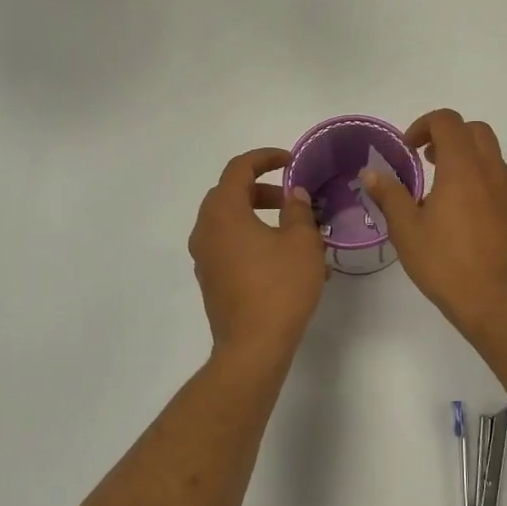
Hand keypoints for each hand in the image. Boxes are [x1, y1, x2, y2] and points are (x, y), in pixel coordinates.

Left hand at [189, 147, 326, 361]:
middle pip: (231, 194)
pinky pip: (231, 247)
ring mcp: (205, 257)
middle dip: (263, 190)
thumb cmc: (280, 287)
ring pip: (231, 223)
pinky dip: (254, 241)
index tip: (291, 162)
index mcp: (224, 212)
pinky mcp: (211, 279)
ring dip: (260, 218)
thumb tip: (294, 195)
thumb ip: (298, 211)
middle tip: (293, 199)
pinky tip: (286, 261)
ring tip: (297, 233)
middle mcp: (206, 230)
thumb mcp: (302, 243)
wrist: (253, 347)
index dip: (265, 158)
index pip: (238, 169)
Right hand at [359, 110, 506, 337]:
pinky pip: (501, 184)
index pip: (448, 121)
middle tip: (427, 160)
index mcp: (463, 168)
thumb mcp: (407, 230)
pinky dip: (482, 183)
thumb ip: (390, 195)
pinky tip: (466, 215)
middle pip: (476, 131)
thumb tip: (371, 173)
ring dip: (467, 159)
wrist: (494, 303)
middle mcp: (492, 172)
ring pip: (492, 157)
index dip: (424, 125)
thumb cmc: (445, 263)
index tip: (408, 149)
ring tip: (443, 190)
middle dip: (449, 135)